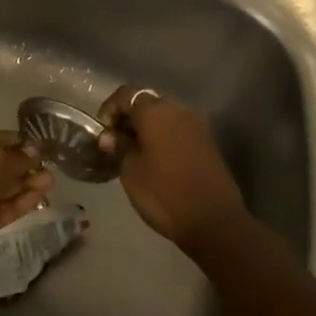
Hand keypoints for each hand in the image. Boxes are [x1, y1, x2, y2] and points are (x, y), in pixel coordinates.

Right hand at [97, 86, 246, 249]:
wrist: (214, 221)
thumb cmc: (164, 193)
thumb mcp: (131, 171)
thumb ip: (119, 147)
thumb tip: (109, 136)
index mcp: (156, 111)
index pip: (126, 94)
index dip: (109, 109)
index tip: (102, 133)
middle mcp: (178, 109)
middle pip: (146, 103)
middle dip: (128, 119)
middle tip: (115, 144)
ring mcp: (196, 124)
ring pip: (163, 116)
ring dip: (146, 129)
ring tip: (133, 154)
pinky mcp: (207, 141)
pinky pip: (177, 130)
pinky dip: (163, 137)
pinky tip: (155, 160)